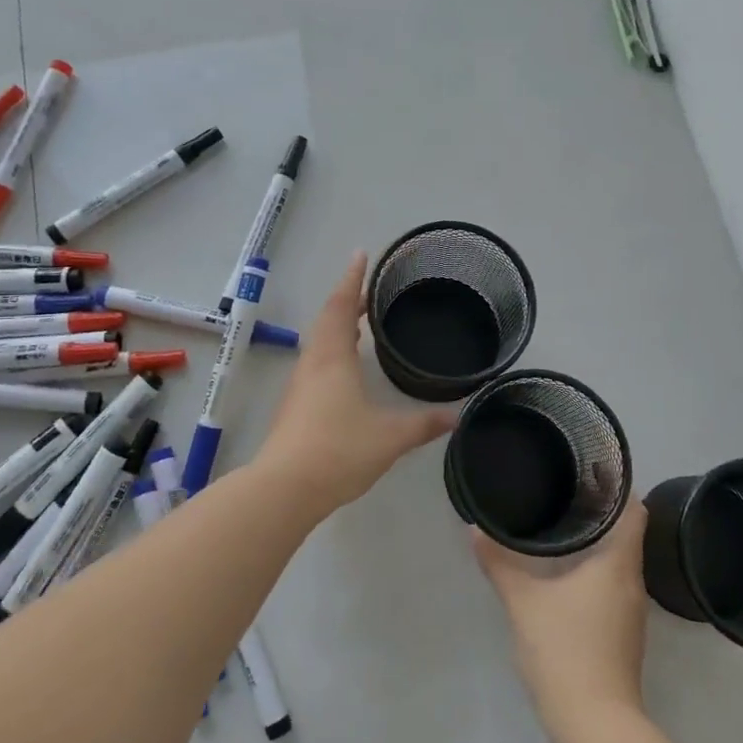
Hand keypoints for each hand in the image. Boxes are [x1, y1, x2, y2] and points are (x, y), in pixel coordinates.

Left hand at [258, 251, 459, 515]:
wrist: (285, 488)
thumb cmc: (339, 450)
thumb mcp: (389, 437)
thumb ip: (423, 424)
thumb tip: (456, 415)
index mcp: (333, 358)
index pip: (341, 306)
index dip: (352, 279)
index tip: (361, 254)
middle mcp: (313, 363)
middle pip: (327, 319)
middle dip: (347, 300)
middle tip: (369, 291)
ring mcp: (300, 385)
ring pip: (319, 342)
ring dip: (337, 325)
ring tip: (359, 322)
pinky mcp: (295, 406)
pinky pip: (316, 363)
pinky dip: (332, 350)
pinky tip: (345, 368)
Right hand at [473, 499, 649, 720]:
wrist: (594, 723)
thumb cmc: (564, 648)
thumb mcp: (522, 601)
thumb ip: (499, 563)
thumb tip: (475, 530)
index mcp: (618, 564)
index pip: (635, 512)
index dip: (620, 488)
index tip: (595, 469)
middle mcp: (632, 583)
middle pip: (627, 535)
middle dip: (602, 512)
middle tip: (568, 490)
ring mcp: (631, 613)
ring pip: (620, 563)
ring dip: (599, 544)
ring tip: (565, 525)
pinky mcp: (623, 635)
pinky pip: (613, 587)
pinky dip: (596, 571)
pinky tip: (567, 574)